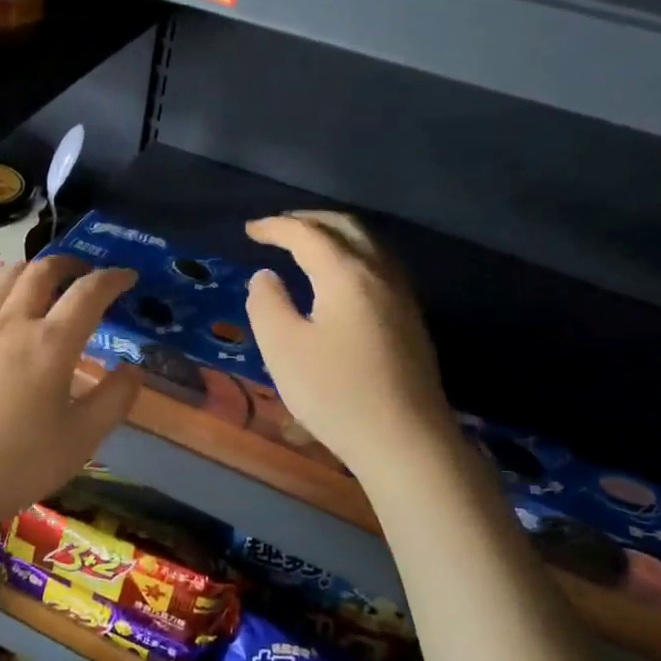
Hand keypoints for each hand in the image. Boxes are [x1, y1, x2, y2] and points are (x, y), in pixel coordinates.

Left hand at [0, 256, 144, 530]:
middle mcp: (14, 323)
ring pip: (6, 276)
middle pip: (43, 272)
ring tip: (46, 280)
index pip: (88, 293)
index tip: (128, 278)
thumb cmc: (19, 463)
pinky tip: (1, 297)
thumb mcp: (81, 440)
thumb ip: (114, 399)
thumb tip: (134, 368)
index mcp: (51, 344)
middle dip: (70, 264)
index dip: (112, 279)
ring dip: (33, 269)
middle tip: (85, 273)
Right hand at [244, 212, 453, 476]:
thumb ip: (267, 304)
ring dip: (335, 235)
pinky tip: (340, 279)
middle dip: (309, 220)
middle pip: (346, 228)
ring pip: (369, 245)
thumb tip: (266, 277)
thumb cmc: (336, 392)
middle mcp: (380, 274)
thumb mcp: (283, 348)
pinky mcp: (410, 319)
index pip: (307, 234)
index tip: (250, 230)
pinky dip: (352, 256)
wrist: (405, 440)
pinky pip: (379, 266)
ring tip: (307, 245)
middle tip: (278, 228)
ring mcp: (402, 296)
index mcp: (347, 274)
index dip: (276, 227)